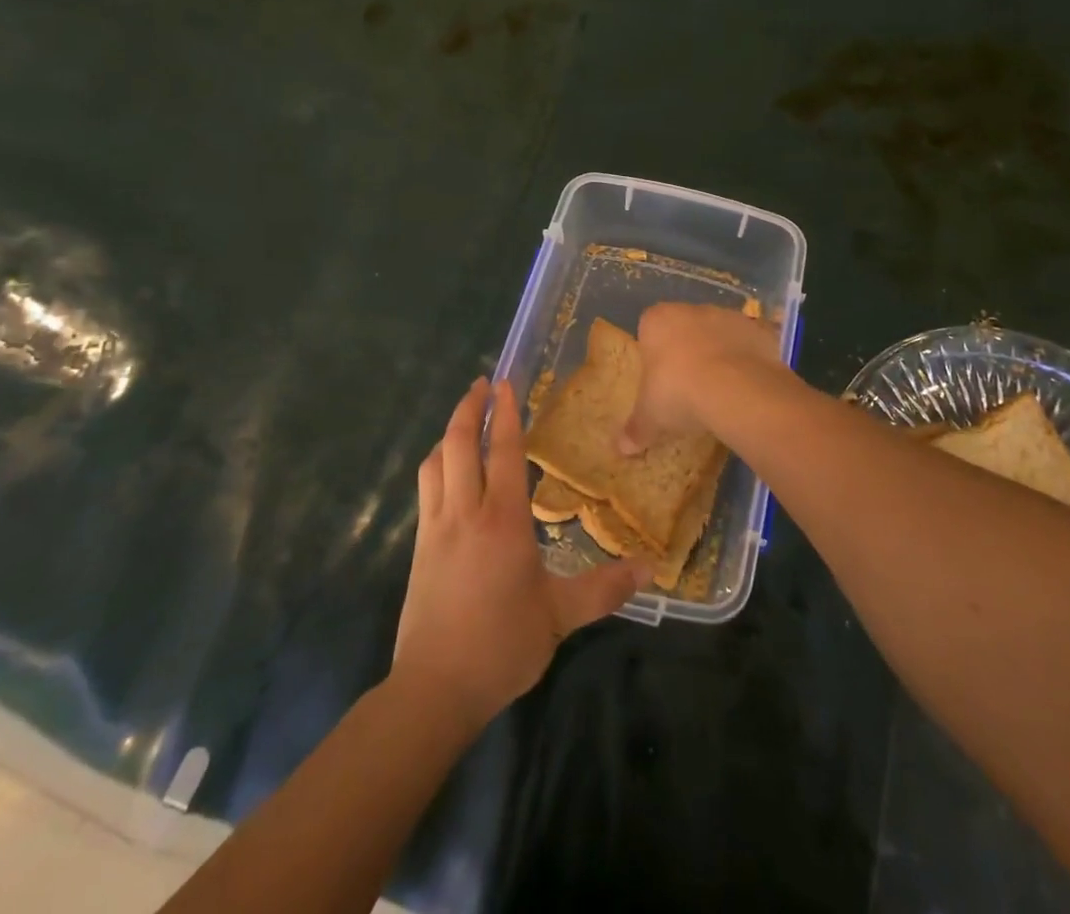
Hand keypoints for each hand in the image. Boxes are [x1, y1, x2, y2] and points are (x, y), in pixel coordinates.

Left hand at [394, 378, 646, 728]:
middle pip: (461, 443)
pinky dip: (437, 463)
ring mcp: (436, 526)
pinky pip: (427, 487)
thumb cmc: (502, 645)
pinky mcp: (419, 545)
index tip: (505, 383)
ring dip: (450, 432)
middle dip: (470, 408)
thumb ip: (604, 588)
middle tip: (482, 385)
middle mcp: (466, 511)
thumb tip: (650, 568)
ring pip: (437, 461)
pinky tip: (446, 470)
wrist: (435, 686)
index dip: (507, 414)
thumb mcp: (560, 616)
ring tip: (465, 419)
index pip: (504, 451)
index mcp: (503, 519)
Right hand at [618, 302, 793, 454]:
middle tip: (688, 386)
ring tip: (721, 390)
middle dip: (686, 350)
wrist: (736, 389)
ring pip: (719, 333)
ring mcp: (728, 316)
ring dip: (719, 354)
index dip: (654, 352)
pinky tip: (746, 387)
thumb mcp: (651, 417)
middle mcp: (692, 310)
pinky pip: (749, 344)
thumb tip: (621, 449)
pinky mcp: (758, 330)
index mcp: (658, 320)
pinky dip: (748, 360)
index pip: (649, 328)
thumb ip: (636, 429)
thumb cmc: (678, 392)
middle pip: (685, 327)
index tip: (659, 378)